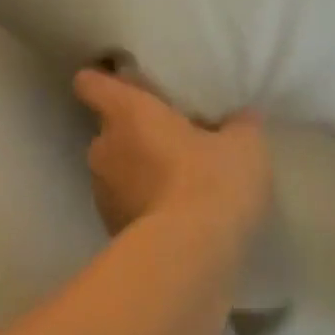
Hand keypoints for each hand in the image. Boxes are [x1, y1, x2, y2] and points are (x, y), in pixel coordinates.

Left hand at [73, 69, 269, 241]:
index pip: (91, 83)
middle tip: (170, 138)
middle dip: (134, 133)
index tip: (122, 84)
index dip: (102, 80)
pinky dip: (140, 204)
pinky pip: (123, 203)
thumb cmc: (211, 181)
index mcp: (126, 112)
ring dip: (137, 170)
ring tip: (174, 181)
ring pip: (114, 167)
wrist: (189, 254)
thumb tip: (242, 118)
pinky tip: (172, 214)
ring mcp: (100, 190)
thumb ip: (239, 125)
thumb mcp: (243, 146)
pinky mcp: (108, 226)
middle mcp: (103, 145)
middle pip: (108, 128)